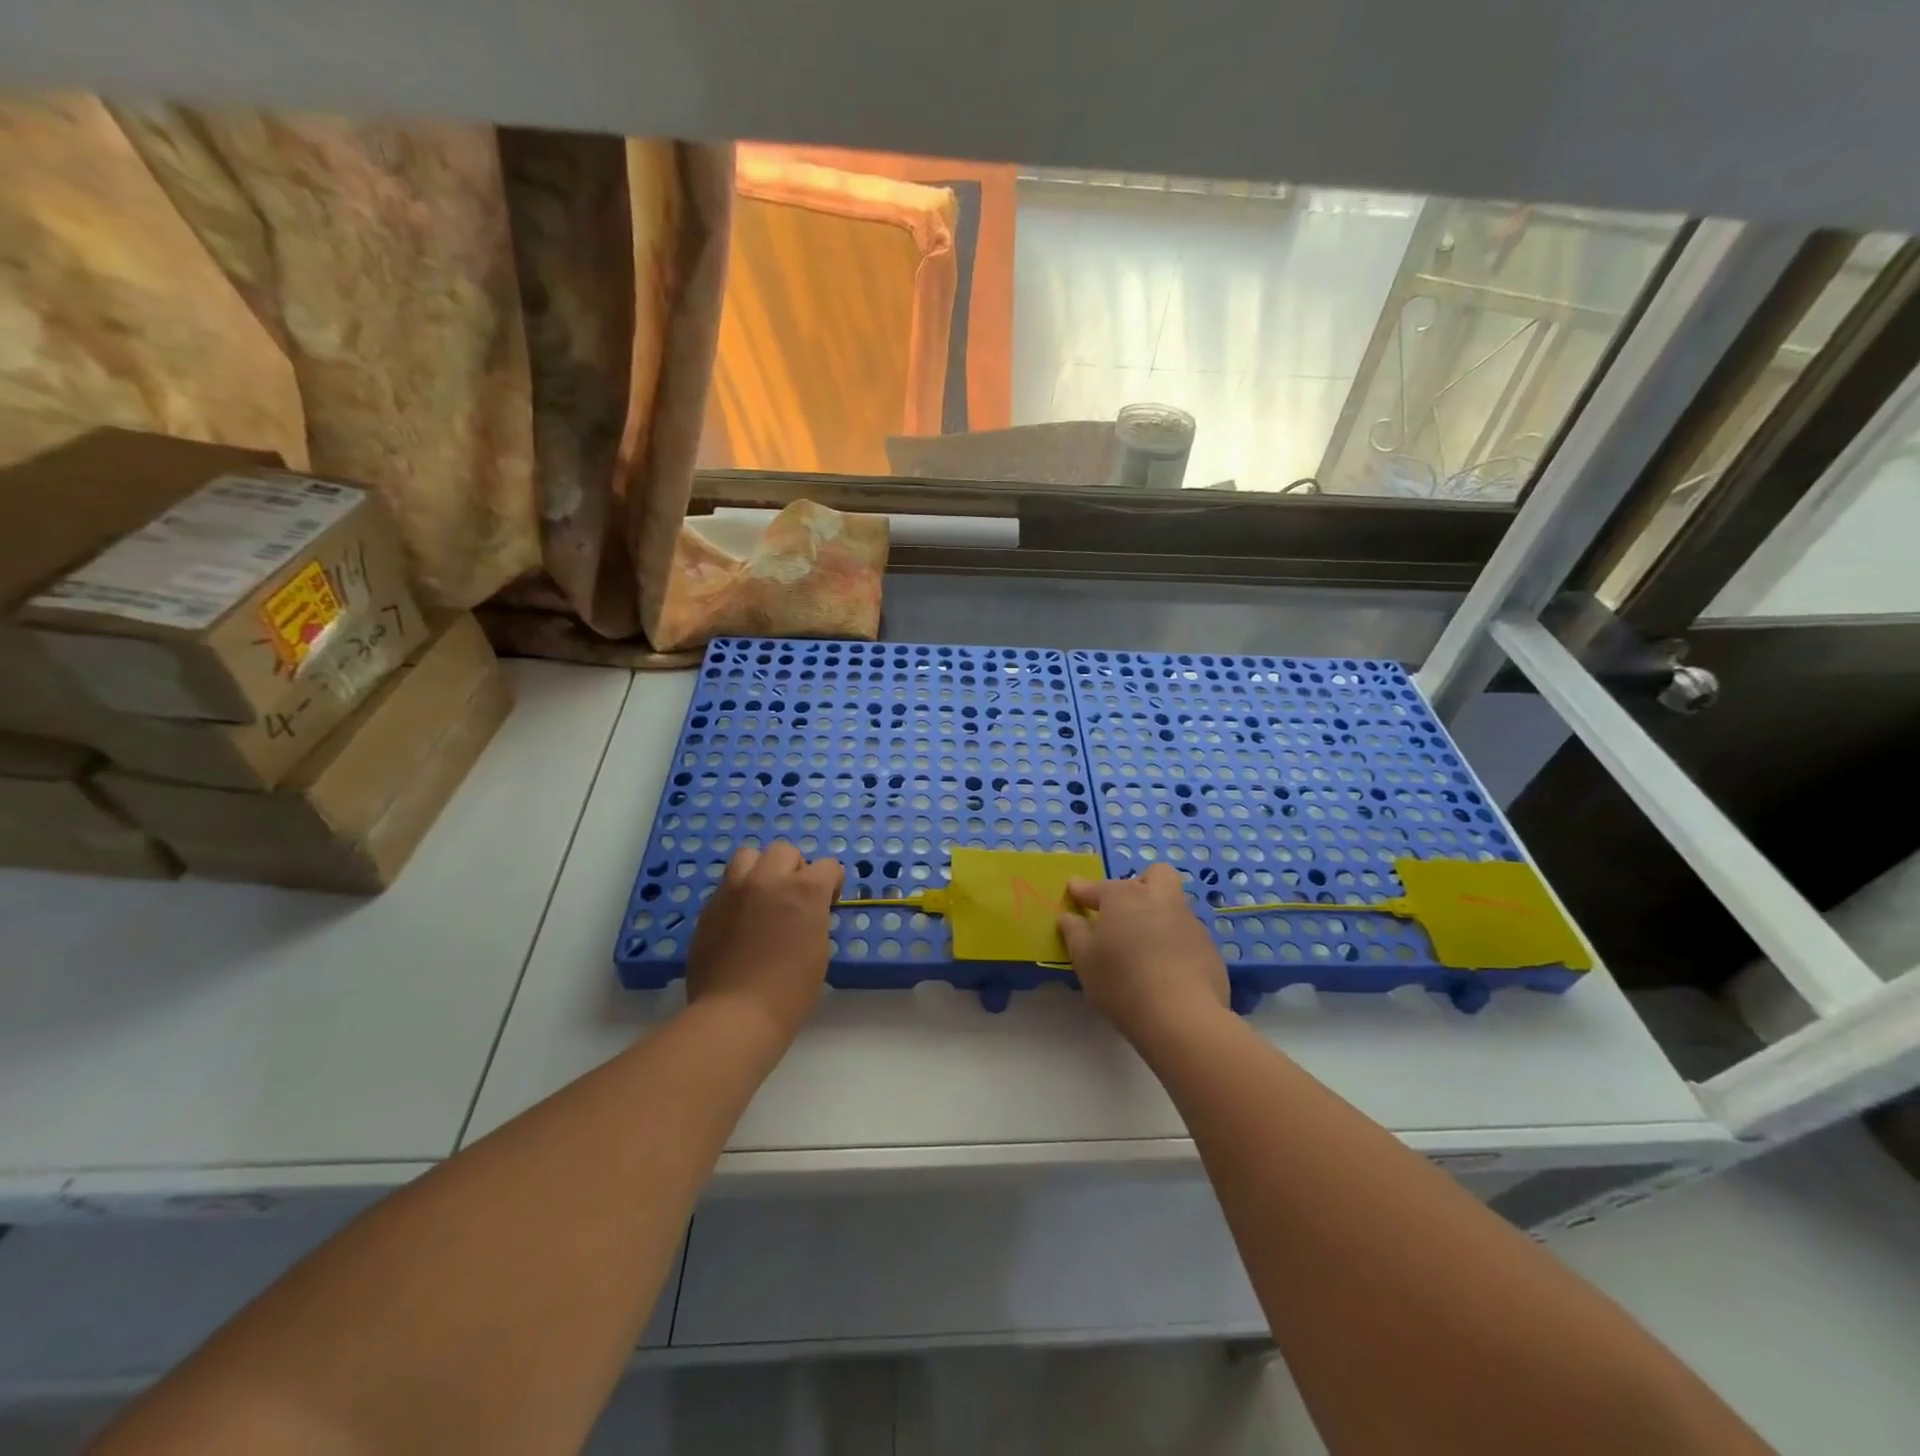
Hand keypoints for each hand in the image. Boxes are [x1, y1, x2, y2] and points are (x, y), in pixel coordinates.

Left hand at [686, 843, 842, 1044]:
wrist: (736, 1014)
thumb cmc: (790, 990)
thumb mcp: (818, 948)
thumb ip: (814, 916)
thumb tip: (805, 910)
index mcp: (804, 890)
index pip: (827, 866)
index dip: (831, 884)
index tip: (828, 904)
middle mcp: (768, 879)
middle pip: (785, 851)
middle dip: (795, 870)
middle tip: (794, 899)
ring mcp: (734, 890)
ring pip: (749, 856)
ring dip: (761, 870)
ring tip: (763, 897)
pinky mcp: (710, 907)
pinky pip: (727, 884)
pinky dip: (739, 893)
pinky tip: (740, 920)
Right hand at [1057, 863, 1229, 1044]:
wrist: (1182, 1017)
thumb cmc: (1122, 983)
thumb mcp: (1084, 960)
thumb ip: (1074, 933)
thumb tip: (1069, 917)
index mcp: (1124, 898)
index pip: (1098, 887)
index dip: (1083, 890)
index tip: (1074, 891)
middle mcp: (1159, 900)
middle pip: (1156, 875)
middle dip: (1140, 883)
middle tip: (1125, 909)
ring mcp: (1189, 923)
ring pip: (1173, 906)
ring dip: (1158, 916)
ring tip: (1143, 947)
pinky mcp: (1210, 949)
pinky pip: (1187, 936)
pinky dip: (1174, 945)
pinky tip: (1166, 971)